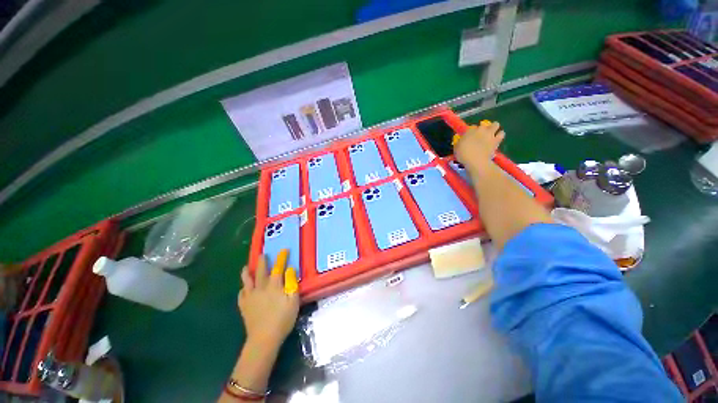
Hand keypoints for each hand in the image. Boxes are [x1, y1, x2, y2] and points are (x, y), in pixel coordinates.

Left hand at [239, 250, 299, 348]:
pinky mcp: (244, 306)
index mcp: (274, 286)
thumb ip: (292, 283)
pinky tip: (244, 289)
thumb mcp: (293, 300)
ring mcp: (250, 297)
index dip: (281, 258)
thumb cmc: (283, 319)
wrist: (264, 338)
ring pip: (247, 281)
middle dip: (262, 261)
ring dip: (247, 272)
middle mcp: (261, 288)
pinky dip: (243, 289)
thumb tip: (290, 269)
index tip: (284, 250)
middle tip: (262, 254)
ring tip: (246, 267)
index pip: (278, 268)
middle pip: (261, 271)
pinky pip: (241, 294)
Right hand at [454, 121, 504, 173]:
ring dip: (494, 128)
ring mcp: (489, 134)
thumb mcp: (456, 148)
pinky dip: (500, 135)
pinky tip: (497, 138)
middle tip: (482, 134)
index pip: (471, 127)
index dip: (471, 132)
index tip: (470, 136)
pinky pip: (501, 134)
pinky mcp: (496, 140)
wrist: (476, 161)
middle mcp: (480, 130)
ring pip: (495, 124)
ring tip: (492, 133)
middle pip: (484, 124)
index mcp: (469, 131)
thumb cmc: (463, 155)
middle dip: (483, 128)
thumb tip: (461, 141)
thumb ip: (459, 143)